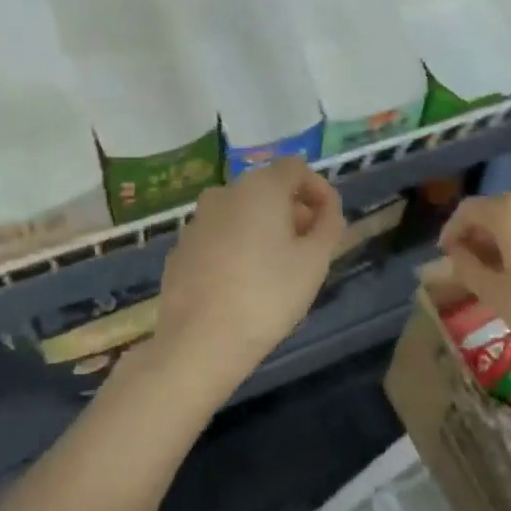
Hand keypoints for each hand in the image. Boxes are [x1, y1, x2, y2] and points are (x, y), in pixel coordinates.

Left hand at [150, 157, 346, 389]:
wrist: (199, 342)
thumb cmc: (267, 296)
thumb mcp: (315, 261)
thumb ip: (329, 225)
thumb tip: (327, 209)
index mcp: (259, 188)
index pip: (296, 168)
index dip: (318, 190)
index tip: (329, 222)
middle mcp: (224, 193)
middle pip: (267, 189)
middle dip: (293, 211)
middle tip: (310, 249)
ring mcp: (197, 221)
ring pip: (241, 213)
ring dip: (265, 229)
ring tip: (279, 269)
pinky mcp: (181, 249)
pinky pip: (219, 236)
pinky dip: (238, 247)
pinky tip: (244, 283)